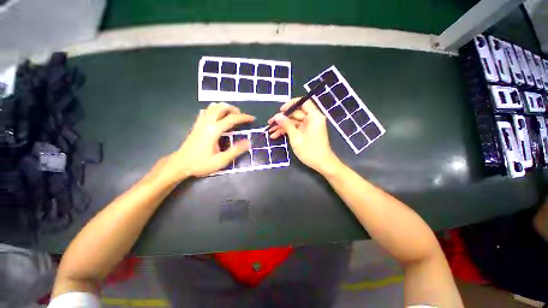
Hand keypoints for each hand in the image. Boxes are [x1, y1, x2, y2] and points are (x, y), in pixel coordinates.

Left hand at [164, 102, 254, 179]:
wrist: (180, 164)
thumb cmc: (201, 163)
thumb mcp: (221, 160)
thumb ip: (235, 151)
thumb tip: (248, 142)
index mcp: (214, 130)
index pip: (232, 119)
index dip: (244, 117)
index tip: (252, 119)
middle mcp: (207, 123)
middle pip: (221, 107)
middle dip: (233, 109)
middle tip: (240, 116)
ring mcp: (200, 122)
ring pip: (212, 107)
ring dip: (224, 108)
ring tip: (231, 115)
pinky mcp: (196, 124)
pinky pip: (206, 111)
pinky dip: (215, 110)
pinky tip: (218, 117)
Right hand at [268, 98, 340, 174]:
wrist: (322, 164)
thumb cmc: (310, 151)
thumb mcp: (296, 138)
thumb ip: (286, 125)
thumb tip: (277, 116)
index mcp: (314, 117)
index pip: (303, 102)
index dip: (290, 104)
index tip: (280, 111)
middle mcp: (313, 119)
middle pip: (296, 113)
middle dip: (282, 119)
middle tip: (270, 124)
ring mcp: (309, 126)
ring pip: (294, 122)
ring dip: (283, 126)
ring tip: (270, 132)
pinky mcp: (307, 132)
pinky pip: (296, 128)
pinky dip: (287, 131)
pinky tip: (276, 136)